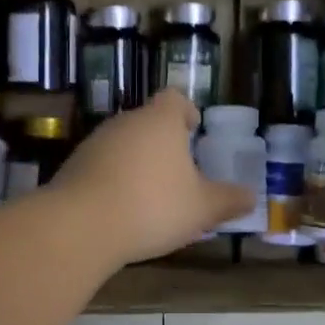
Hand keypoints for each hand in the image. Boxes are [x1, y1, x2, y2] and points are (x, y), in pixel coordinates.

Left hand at [51, 90, 254, 264]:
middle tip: (179, 170)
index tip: (193, 130)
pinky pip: (101, 166)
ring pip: (123, 144)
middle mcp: (126, 122)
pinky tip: (122, 210)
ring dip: (137, 162)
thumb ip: (228, 200)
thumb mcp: (202, 208)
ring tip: (151, 194)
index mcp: (160, 120)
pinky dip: (113, 180)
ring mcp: (95, 143)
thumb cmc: (153, 206)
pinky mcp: (73, 167)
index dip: (186, 112)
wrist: (81, 226)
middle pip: (148, 122)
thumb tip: (252, 197)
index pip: (174, 99)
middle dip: (163, 142)